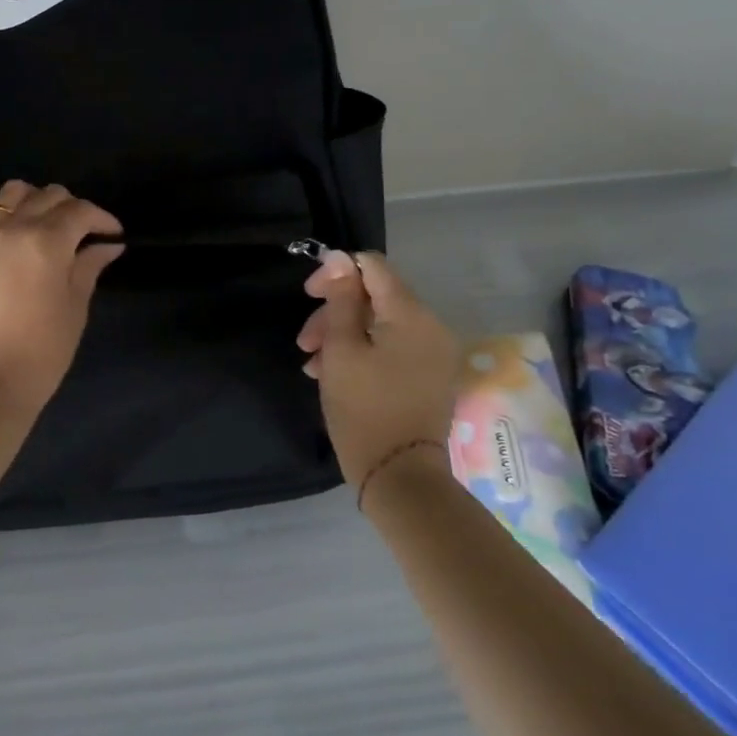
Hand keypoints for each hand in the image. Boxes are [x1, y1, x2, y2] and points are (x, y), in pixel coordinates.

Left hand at [0, 180, 125, 414]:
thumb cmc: (43, 349)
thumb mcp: (75, 306)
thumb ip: (89, 267)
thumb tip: (108, 246)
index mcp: (47, 242)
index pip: (81, 211)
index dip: (102, 219)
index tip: (114, 235)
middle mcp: (13, 227)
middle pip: (49, 196)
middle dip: (73, 208)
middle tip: (84, 233)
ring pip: (12, 191)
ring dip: (35, 200)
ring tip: (44, 224)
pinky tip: (7, 225)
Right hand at [297, 251, 460, 488]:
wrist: (399, 476)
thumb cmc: (363, 408)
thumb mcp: (341, 349)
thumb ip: (340, 300)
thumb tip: (339, 259)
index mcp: (412, 315)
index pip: (373, 266)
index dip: (337, 272)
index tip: (309, 295)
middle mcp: (430, 327)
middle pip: (374, 297)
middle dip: (335, 311)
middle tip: (304, 341)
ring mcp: (432, 353)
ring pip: (379, 324)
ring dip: (342, 335)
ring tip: (313, 364)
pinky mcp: (428, 376)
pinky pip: (391, 347)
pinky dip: (361, 352)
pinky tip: (332, 374)